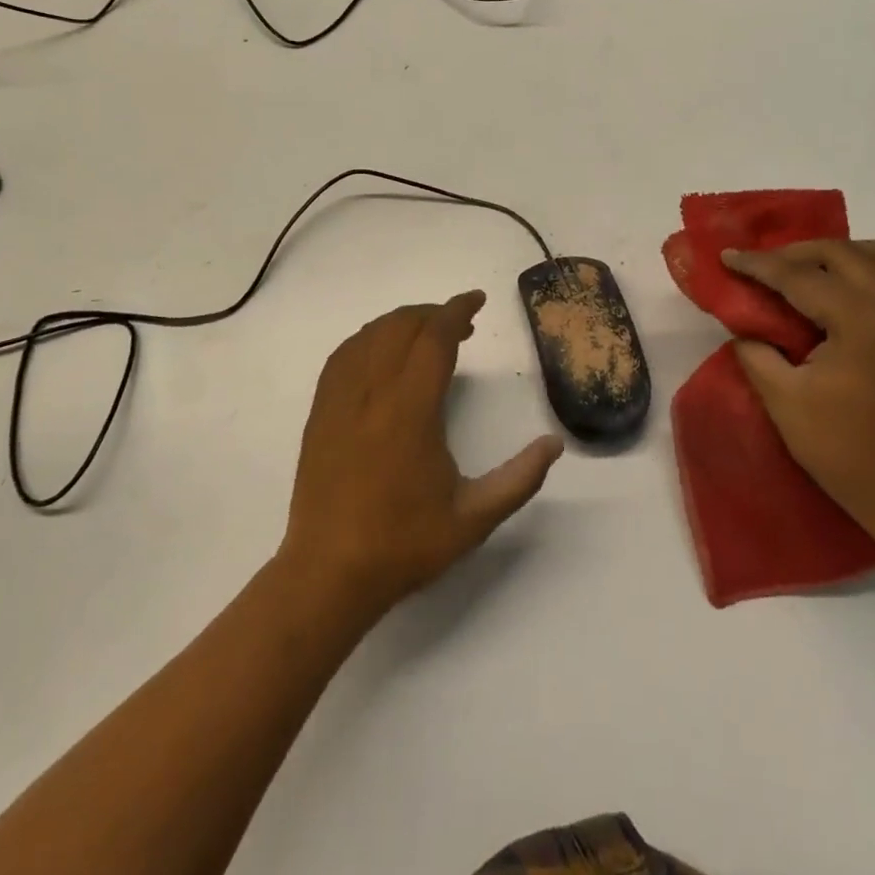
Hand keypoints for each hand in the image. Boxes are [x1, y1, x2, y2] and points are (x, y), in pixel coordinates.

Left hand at [280, 291, 563, 621]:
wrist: (329, 574)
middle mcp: (371, 392)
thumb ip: (519, 479)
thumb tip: (555, 444)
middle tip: (462, 325)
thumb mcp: (474, 518)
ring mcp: (339, 399)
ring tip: (426, 333)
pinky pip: (343, 355)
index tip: (477, 300)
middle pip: (401, 327)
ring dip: (400, 323)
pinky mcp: (319, 412)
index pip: (434, 338)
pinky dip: (368, 339)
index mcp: (410, 410)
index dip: (456, 311)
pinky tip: (380, 352)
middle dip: (433, 314)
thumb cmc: (405, 544)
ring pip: (369, 335)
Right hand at [721, 241, 874, 546]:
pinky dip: (871, 273)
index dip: (757, 264)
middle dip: (797, 252)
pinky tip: (846, 302)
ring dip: (845, 254)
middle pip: (843, 253)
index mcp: (860, 318)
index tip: (726, 256)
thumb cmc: (849, 452)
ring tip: (813, 272)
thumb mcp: (785, 402)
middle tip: (763, 266)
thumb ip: (757, 355)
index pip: (798, 276)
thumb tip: (746, 331)